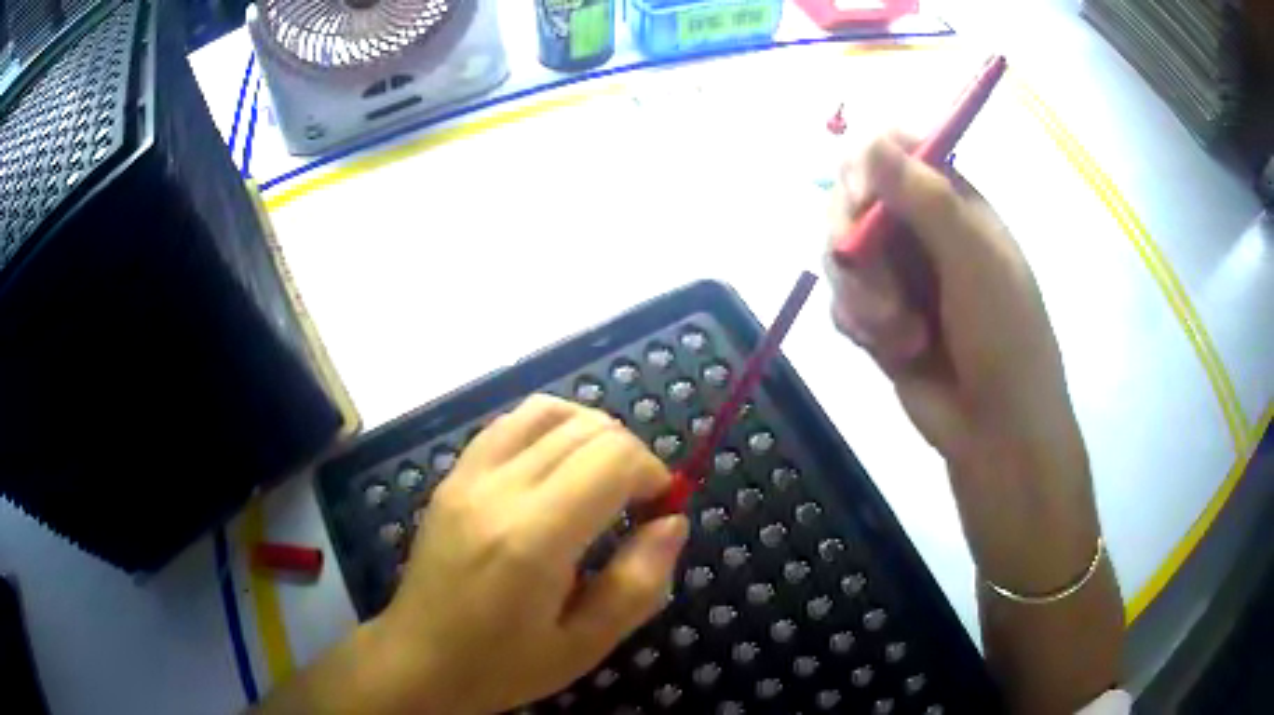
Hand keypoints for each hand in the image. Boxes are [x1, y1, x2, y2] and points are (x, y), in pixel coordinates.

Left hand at [367, 395, 688, 714]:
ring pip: (548, 411)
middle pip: (588, 428)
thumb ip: (640, 583)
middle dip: (630, 456)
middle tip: (635, 506)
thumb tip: (673, 521)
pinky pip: (510, 423)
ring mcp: (467, 475)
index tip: (659, 512)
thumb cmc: (502, 666)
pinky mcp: (452, 475)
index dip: (653, 473)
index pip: (613, 457)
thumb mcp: (586, 645)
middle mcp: (497, 489)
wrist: (418, 661)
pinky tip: (557, 468)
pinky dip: (550, 429)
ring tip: (601, 480)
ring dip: (592, 434)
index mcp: (532, 538)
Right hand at [823, 135, 1098, 593]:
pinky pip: (842, 301)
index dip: (866, 164)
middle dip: (855, 245)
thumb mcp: (975, 260)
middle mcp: (919, 228)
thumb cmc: (1005, 337)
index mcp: (951, 200)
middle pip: (851, 199)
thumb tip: (866, 137)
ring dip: (863, 296)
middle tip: (874, 284)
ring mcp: (897, 273)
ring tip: (900, 334)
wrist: (997, 430)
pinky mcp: (878, 315)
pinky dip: (861, 325)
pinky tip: (894, 349)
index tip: (863, 202)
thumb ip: (926, 196)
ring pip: (840, 255)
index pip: (891, 149)